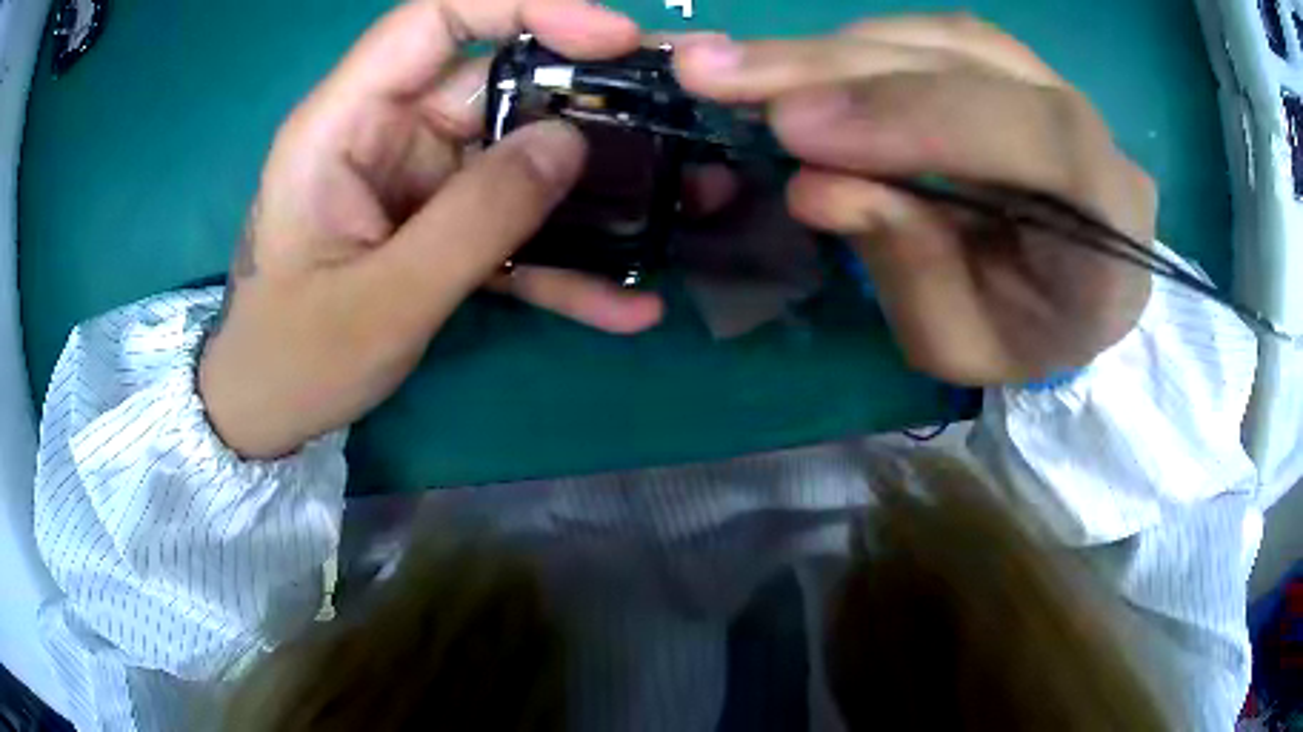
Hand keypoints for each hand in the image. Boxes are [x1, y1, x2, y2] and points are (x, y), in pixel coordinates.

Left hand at [200, 0, 657, 458]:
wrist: (269, 411)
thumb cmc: (295, 359)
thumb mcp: (382, 300)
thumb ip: (475, 219)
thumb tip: (571, 144)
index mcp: (344, 124)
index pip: (437, 20)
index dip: (527, 8)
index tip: (616, 37)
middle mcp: (386, 134)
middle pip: (498, 85)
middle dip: (590, 101)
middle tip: (679, 122)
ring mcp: (417, 182)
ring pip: (518, 158)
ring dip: (593, 189)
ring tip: (680, 208)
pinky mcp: (438, 227)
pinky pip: (509, 226)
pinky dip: (562, 262)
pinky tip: (623, 305)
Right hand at [676, 17, 1155, 384]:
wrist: (1075, 297)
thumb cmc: (1027, 336)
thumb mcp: (963, 342)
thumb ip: (907, 265)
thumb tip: (815, 185)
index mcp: (1112, 223)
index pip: (1038, 138)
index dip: (917, 115)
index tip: (794, 126)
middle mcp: (1096, 134)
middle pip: (977, 65)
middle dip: (841, 66)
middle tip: (717, 71)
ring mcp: (1056, 87)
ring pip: (947, 37)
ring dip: (836, 48)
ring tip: (740, 67)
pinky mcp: (1015, 69)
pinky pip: (936, 36)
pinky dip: (860, 46)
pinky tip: (802, 64)